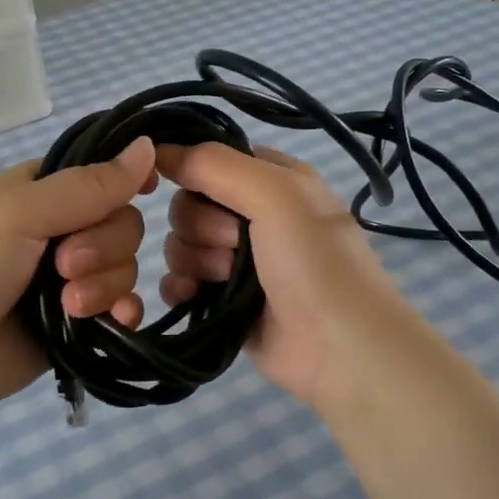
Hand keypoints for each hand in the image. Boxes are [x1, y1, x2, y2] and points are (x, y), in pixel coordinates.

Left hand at [0, 139, 158, 415]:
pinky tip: (116, 320)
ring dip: (104, 284)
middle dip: (102, 246)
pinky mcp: (79, 318)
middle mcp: (61, 228)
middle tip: (62, 266)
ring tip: (68, 305)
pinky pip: (124, 304)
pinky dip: (124, 310)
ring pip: (125, 265)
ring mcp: (71, 276)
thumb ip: (88, 185)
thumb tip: (149, 145)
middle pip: (122, 222)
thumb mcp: (22, 213)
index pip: (103, 173)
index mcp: (43, 190)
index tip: (145, 190)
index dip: (126, 181)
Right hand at [157, 142, 415, 406]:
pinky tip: (193, 295)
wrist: (339, 348)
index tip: (187, 186)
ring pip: (181, 242)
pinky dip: (179, 286)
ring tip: (226, 278)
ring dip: (196, 258)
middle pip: (190, 203)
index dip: (194, 171)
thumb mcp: (276, 194)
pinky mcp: (221, 300)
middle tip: (236, 244)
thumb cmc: (314, 261)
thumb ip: (215, 164)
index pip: (212, 160)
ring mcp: (236, 260)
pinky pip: (178, 280)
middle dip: (202, 225)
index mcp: (273, 180)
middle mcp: (253, 215)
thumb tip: (159, 150)